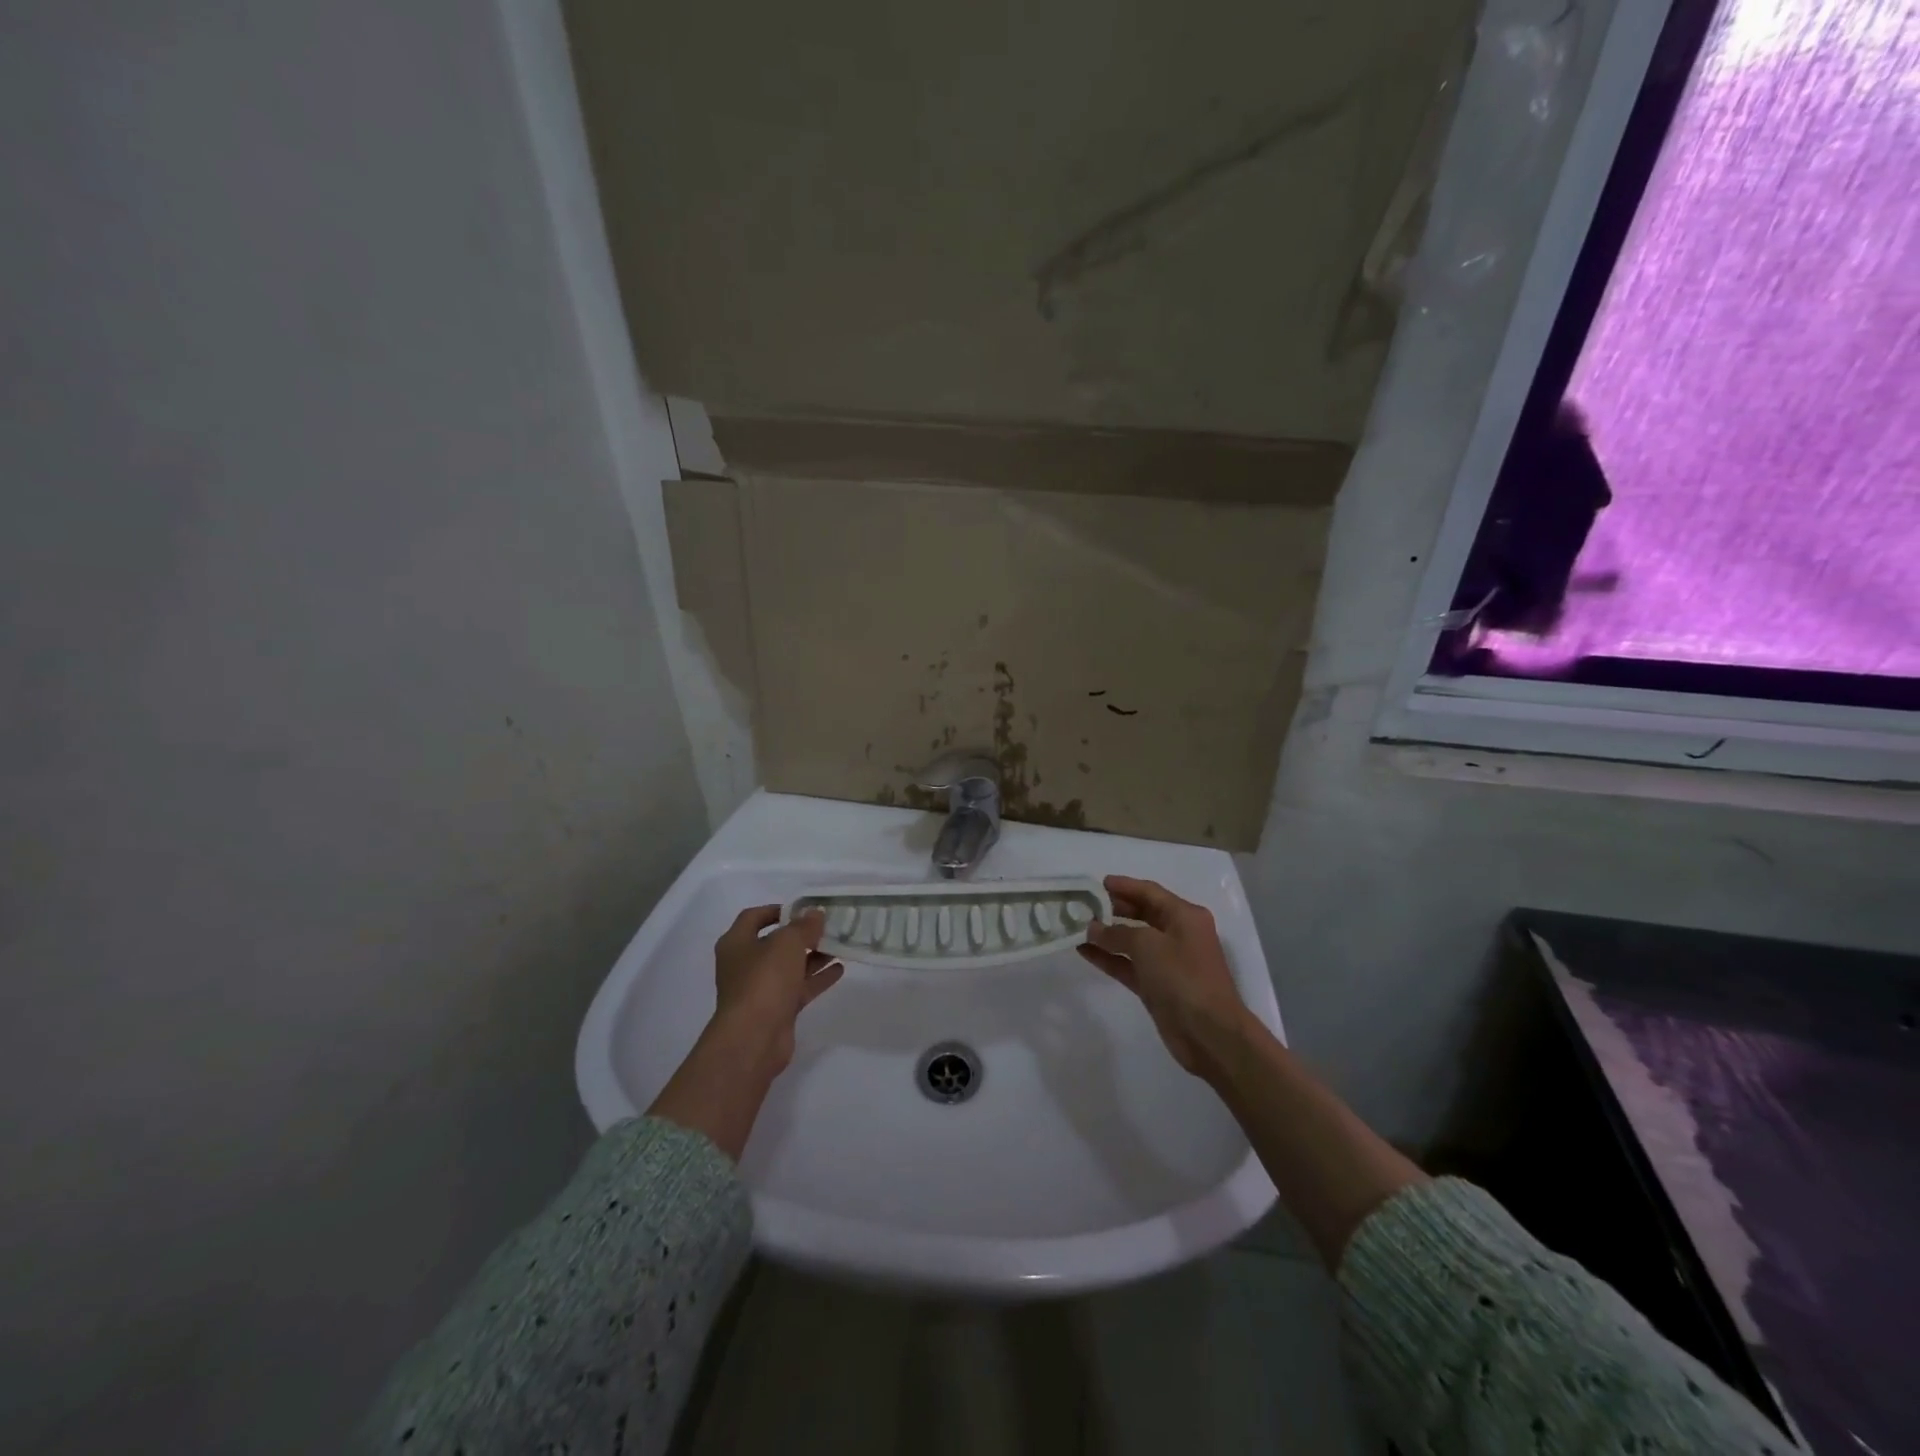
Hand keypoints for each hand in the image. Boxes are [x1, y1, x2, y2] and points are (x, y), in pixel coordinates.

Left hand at [648, 906, 843, 1159]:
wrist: (754, 1038)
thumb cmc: (764, 980)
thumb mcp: (787, 943)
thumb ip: (803, 926)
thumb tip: (815, 914)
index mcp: (737, 943)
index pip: (754, 917)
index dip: (777, 909)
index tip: (803, 908)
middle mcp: (745, 964)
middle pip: (775, 943)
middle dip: (801, 935)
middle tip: (828, 926)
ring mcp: (760, 989)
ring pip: (789, 966)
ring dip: (813, 956)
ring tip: (840, 945)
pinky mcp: (776, 1010)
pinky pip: (799, 988)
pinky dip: (816, 978)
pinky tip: (839, 969)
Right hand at [1077, 875, 1254, 1079]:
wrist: (1210, 1034)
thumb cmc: (1183, 978)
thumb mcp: (1148, 945)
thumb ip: (1117, 932)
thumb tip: (1093, 927)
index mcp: (1185, 916)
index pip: (1150, 892)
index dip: (1124, 886)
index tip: (1097, 883)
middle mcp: (1178, 934)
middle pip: (1142, 913)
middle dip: (1114, 908)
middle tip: (1084, 904)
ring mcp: (1168, 962)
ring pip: (1133, 940)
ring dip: (1108, 934)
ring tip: (1078, 926)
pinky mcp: (1157, 986)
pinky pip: (1129, 964)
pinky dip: (1109, 957)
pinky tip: (1084, 952)